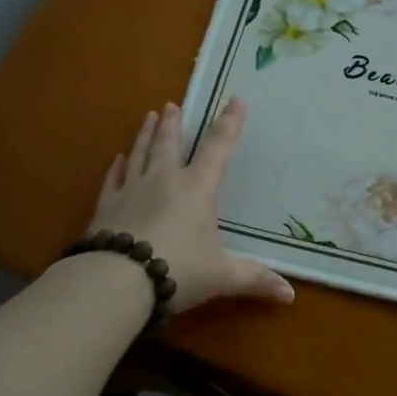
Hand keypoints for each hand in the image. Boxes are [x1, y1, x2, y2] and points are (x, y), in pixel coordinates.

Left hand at [88, 98, 293, 314]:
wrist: (116, 281)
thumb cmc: (178, 270)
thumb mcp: (222, 276)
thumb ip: (254, 279)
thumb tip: (290, 295)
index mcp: (196, 189)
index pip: (217, 149)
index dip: (229, 124)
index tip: (235, 100)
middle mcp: (163, 181)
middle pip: (169, 144)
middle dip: (174, 124)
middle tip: (172, 105)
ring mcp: (131, 191)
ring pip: (140, 154)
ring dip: (146, 135)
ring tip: (149, 117)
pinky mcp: (106, 207)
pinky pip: (112, 179)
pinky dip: (116, 167)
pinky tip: (117, 159)